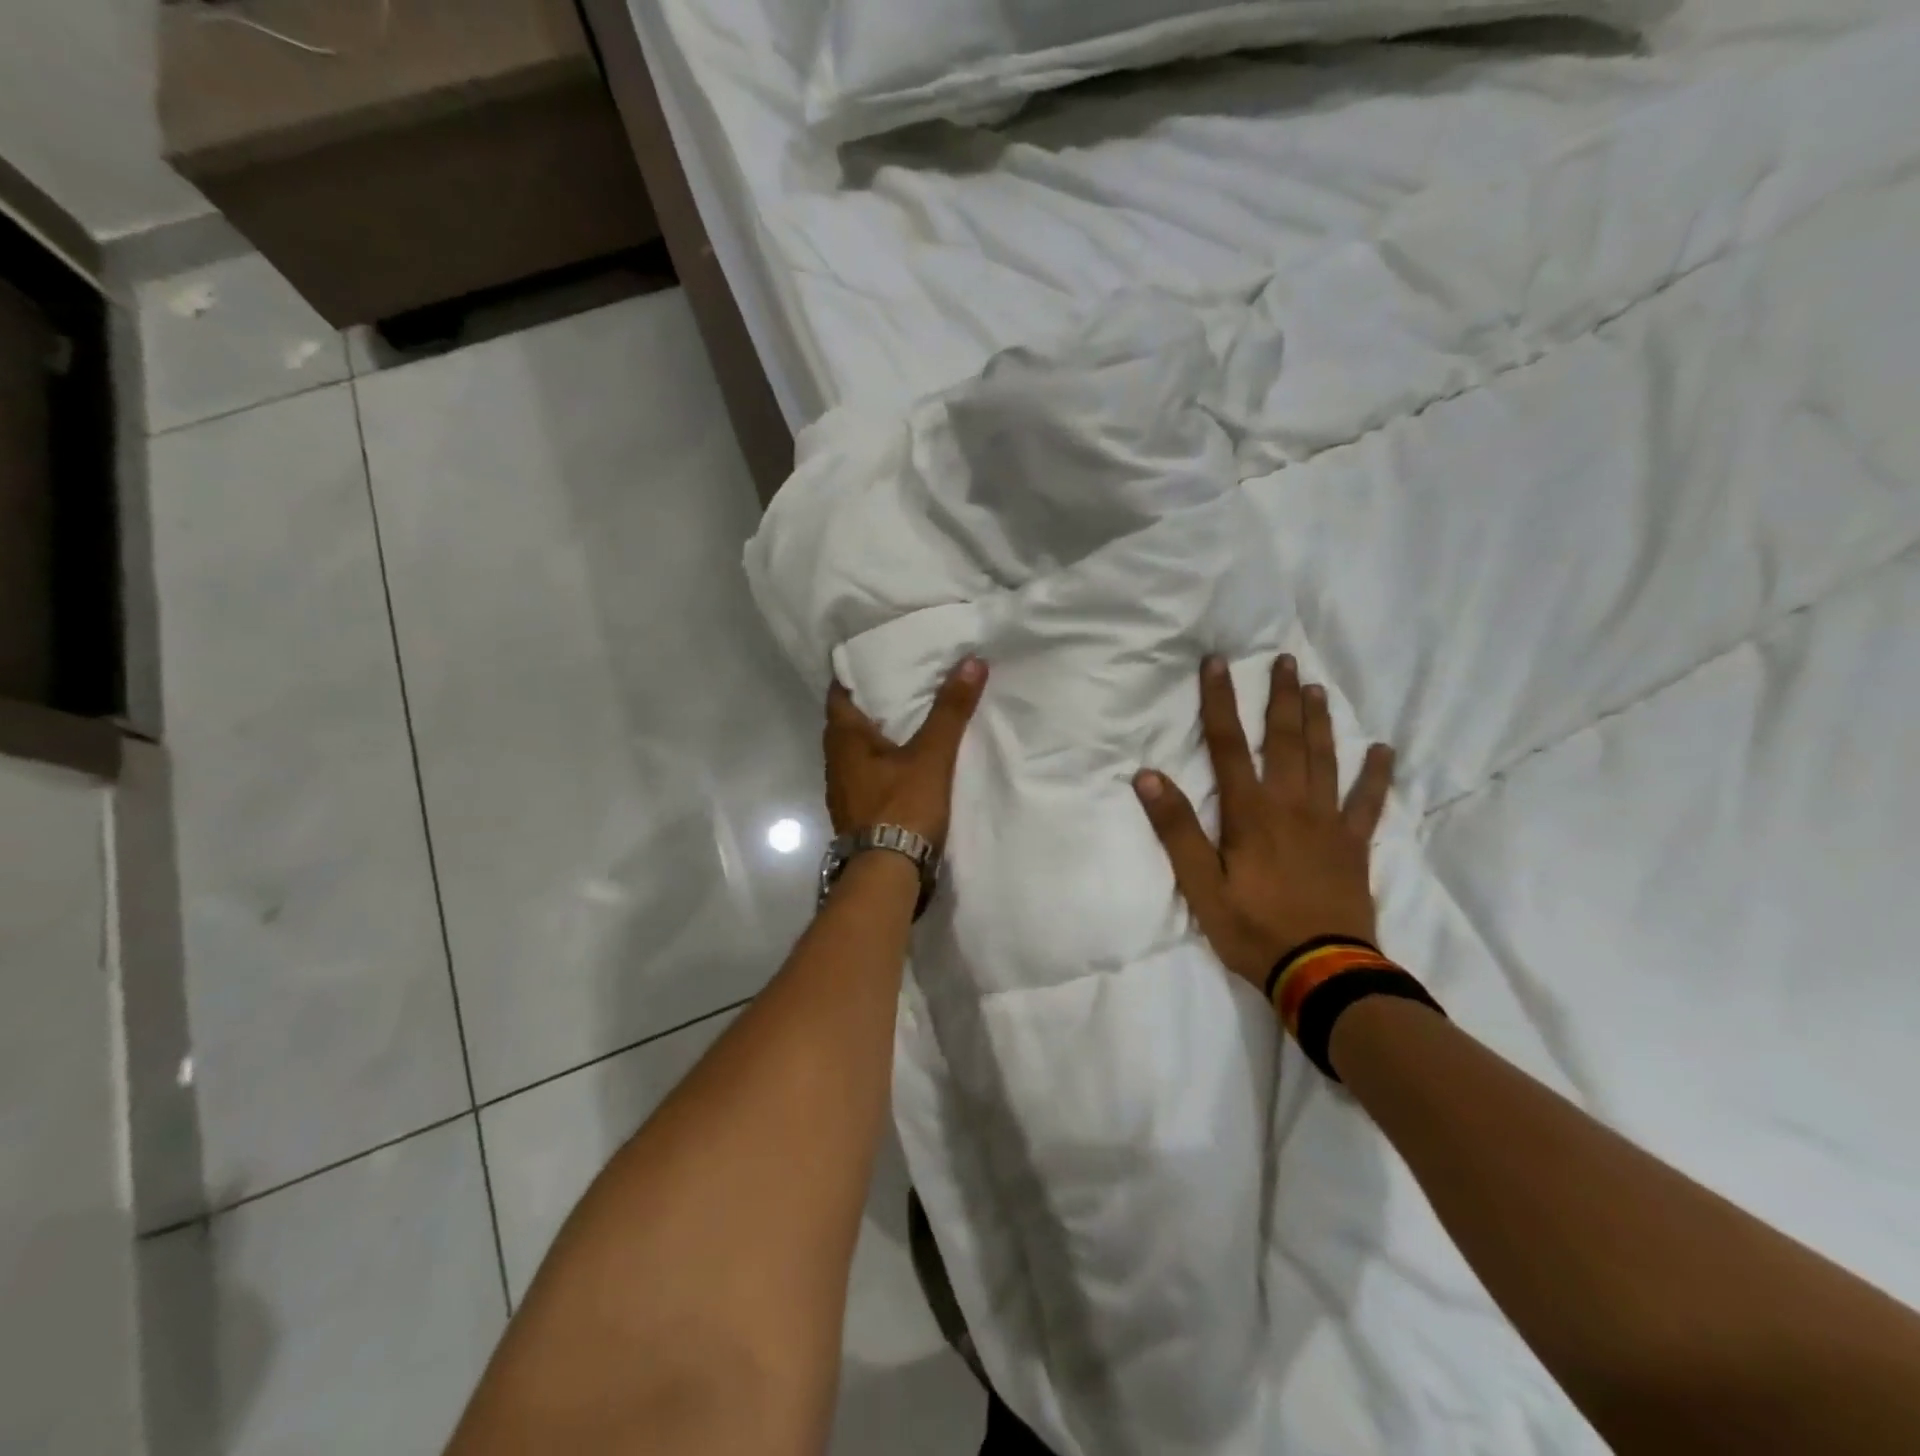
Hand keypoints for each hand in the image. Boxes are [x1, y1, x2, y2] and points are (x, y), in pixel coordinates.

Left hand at [825, 657, 987, 850]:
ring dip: (879, 736)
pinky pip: (868, 775)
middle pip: (849, 722)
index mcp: (844, 739)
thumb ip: (950, 710)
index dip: (855, 673)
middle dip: (872, 704)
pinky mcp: (857, 813)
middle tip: (903, 684)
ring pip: (858, 751)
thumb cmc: (902, 807)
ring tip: (910, 719)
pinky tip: (907, 763)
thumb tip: (971, 662)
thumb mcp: (932, 755)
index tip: (879, 658)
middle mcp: (835, 761)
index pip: (840, 692)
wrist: (887, 874)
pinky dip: (884, 763)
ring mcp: (843, 790)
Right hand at [1133, 655, 1394, 990]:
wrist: (1322, 972)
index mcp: (1250, 812)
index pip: (1227, 745)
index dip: (1219, 702)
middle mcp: (1291, 805)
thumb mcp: (1200, 885)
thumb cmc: (1252, 928)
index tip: (1217, 663)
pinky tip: (1382, 750)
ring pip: (1324, 759)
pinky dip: (1376, 775)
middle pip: (1284, 740)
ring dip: (1319, 721)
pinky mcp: (1354, 845)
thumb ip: (1177, 829)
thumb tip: (1149, 777)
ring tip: (1317, 688)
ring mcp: (1328, 823)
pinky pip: (1368, 802)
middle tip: (1284, 660)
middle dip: (1280, 697)